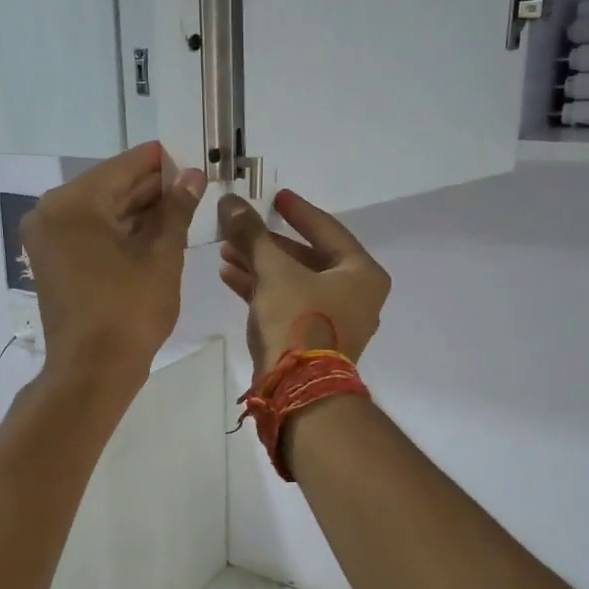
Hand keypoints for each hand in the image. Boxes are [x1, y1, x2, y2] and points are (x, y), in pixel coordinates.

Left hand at [22, 143, 205, 389]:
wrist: (92, 372)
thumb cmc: (130, 312)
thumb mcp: (162, 257)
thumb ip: (177, 210)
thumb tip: (194, 175)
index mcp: (74, 203)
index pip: (124, 167)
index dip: (161, 163)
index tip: (192, 160)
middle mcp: (51, 212)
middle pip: (109, 187)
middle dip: (151, 188)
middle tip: (192, 186)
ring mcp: (47, 238)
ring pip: (100, 211)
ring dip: (137, 210)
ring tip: (180, 208)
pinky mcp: (52, 261)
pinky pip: (89, 233)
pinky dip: (119, 231)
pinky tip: (154, 231)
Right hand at [217, 190, 390, 377]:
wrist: (299, 391)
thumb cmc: (298, 320)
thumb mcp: (273, 271)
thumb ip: (253, 234)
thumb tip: (230, 201)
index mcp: (362, 274)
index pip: (327, 230)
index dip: (298, 211)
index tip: (276, 197)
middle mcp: (356, 296)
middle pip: (307, 258)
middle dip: (268, 243)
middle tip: (240, 228)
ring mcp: (336, 322)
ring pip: (294, 282)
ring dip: (260, 266)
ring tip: (226, 251)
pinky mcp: (314, 341)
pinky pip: (289, 305)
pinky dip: (263, 291)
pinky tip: (230, 276)